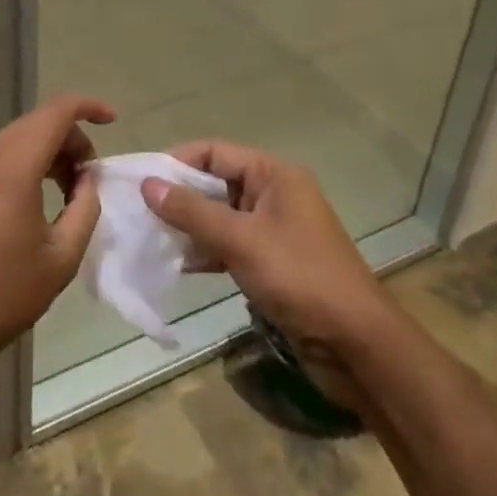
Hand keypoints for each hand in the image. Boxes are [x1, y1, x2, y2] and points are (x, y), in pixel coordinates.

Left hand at [0, 94, 110, 383]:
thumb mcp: (59, 260)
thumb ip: (84, 209)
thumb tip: (87, 180)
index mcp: (13, 167)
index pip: (57, 112)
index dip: (89, 107)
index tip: (113, 121)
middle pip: (37, 122)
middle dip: (71, 138)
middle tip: (90, 177)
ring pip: (18, 138)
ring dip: (49, 151)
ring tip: (69, 192)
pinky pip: (0, 157)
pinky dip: (27, 163)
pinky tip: (37, 200)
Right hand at [143, 140, 387, 379]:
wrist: (356, 344)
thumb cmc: (299, 277)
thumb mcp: (241, 240)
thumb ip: (192, 211)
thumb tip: (148, 184)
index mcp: (274, 175)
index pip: (215, 152)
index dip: (178, 162)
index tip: (143, 180)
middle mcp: (274, 194)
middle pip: (217, 182)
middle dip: (180, 196)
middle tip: (140, 211)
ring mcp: (274, 229)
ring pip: (221, 216)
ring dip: (190, 226)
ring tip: (152, 238)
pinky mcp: (273, 262)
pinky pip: (231, 244)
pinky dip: (207, 251)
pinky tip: (179, 264)